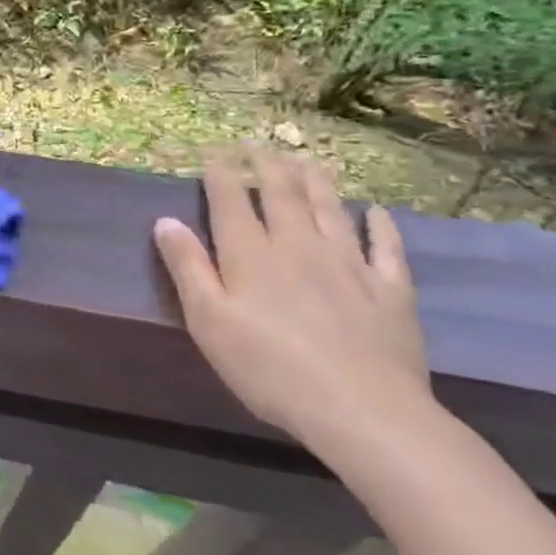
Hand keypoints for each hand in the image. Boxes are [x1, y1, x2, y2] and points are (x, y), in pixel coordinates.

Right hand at [153, 146, 435, 454]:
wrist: (363, 410)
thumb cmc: (268, 368)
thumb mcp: (208, 321)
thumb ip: (187, 267)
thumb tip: (165, 221)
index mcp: (251, 255)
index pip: (232, 201)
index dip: (222, 172)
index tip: (215, 149)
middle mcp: (299, 247)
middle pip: (282, 195)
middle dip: (267, 166)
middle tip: (258, 143)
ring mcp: (349, 265)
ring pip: (330, 210)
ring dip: (316, 181)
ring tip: (305, 159)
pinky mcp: (390, 291)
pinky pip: (386, 247)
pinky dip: (380, 225)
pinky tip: (376, 212)